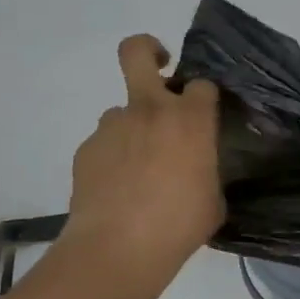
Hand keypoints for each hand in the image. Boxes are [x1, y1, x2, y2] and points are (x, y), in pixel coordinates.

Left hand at [63, 35, 224, 267]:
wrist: (118, 248)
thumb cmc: (179, 225)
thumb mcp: (213, 199)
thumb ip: (206, 169)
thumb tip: (197, 168)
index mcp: (190, 119)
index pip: (202, 84)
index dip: (204, 97)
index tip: (205, 114)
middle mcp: (149, 110)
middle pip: (138, 52)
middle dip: (149, 49)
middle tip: (159, 68)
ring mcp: (112, 126)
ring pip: (121, 111)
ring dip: (132, 128)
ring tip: (137, 170)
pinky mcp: (86, 148)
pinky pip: (105, 144)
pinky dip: (112, 158)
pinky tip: (117, 190)